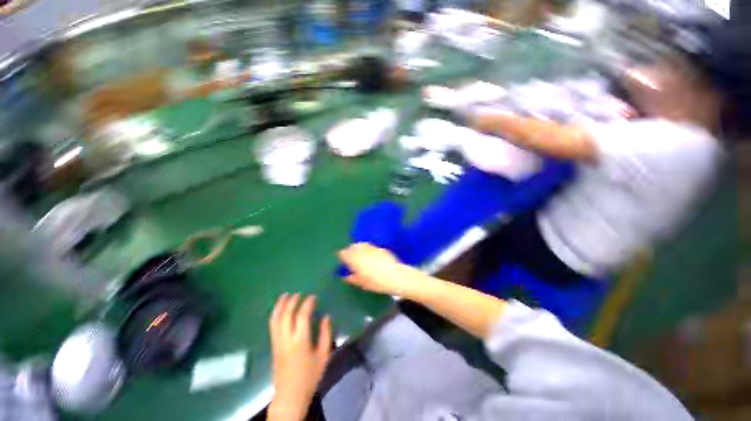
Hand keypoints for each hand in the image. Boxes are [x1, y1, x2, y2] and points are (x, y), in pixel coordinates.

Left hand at [268, 294, 331, 420]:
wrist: (290, 396)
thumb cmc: (310, 376)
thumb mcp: (323, 356)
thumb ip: (326, 334)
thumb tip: (326, 316)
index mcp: (300, 341)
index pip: (302, 316)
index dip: (307, 304)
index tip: (313, 296)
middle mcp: (286, 339)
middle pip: (286, 314)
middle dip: (292, 301)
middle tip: (299, 293)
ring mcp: (277, 342)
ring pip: (276, 319)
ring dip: (280, 305)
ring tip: (286, 295)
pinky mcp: (273, 346)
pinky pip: (272, 326)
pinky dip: (275, 314)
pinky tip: (279, 309)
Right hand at [338, 243, 413, 296]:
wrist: (395, 276)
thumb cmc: (376, 282)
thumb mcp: (361, 283)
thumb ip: (351, 278)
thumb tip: (344, 276)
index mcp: (354, 259)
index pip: (343, 253)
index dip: (341, 255)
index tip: (341, 259)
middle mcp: (362, 250)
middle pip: (352, 247)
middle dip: (349, 250)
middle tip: (350, 257)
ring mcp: (371, 248)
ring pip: (361, 244)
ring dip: (358, 248)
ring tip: (359, 255)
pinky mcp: (380, 248)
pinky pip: (370, 246)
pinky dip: (367, 249)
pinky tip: (370, 255)